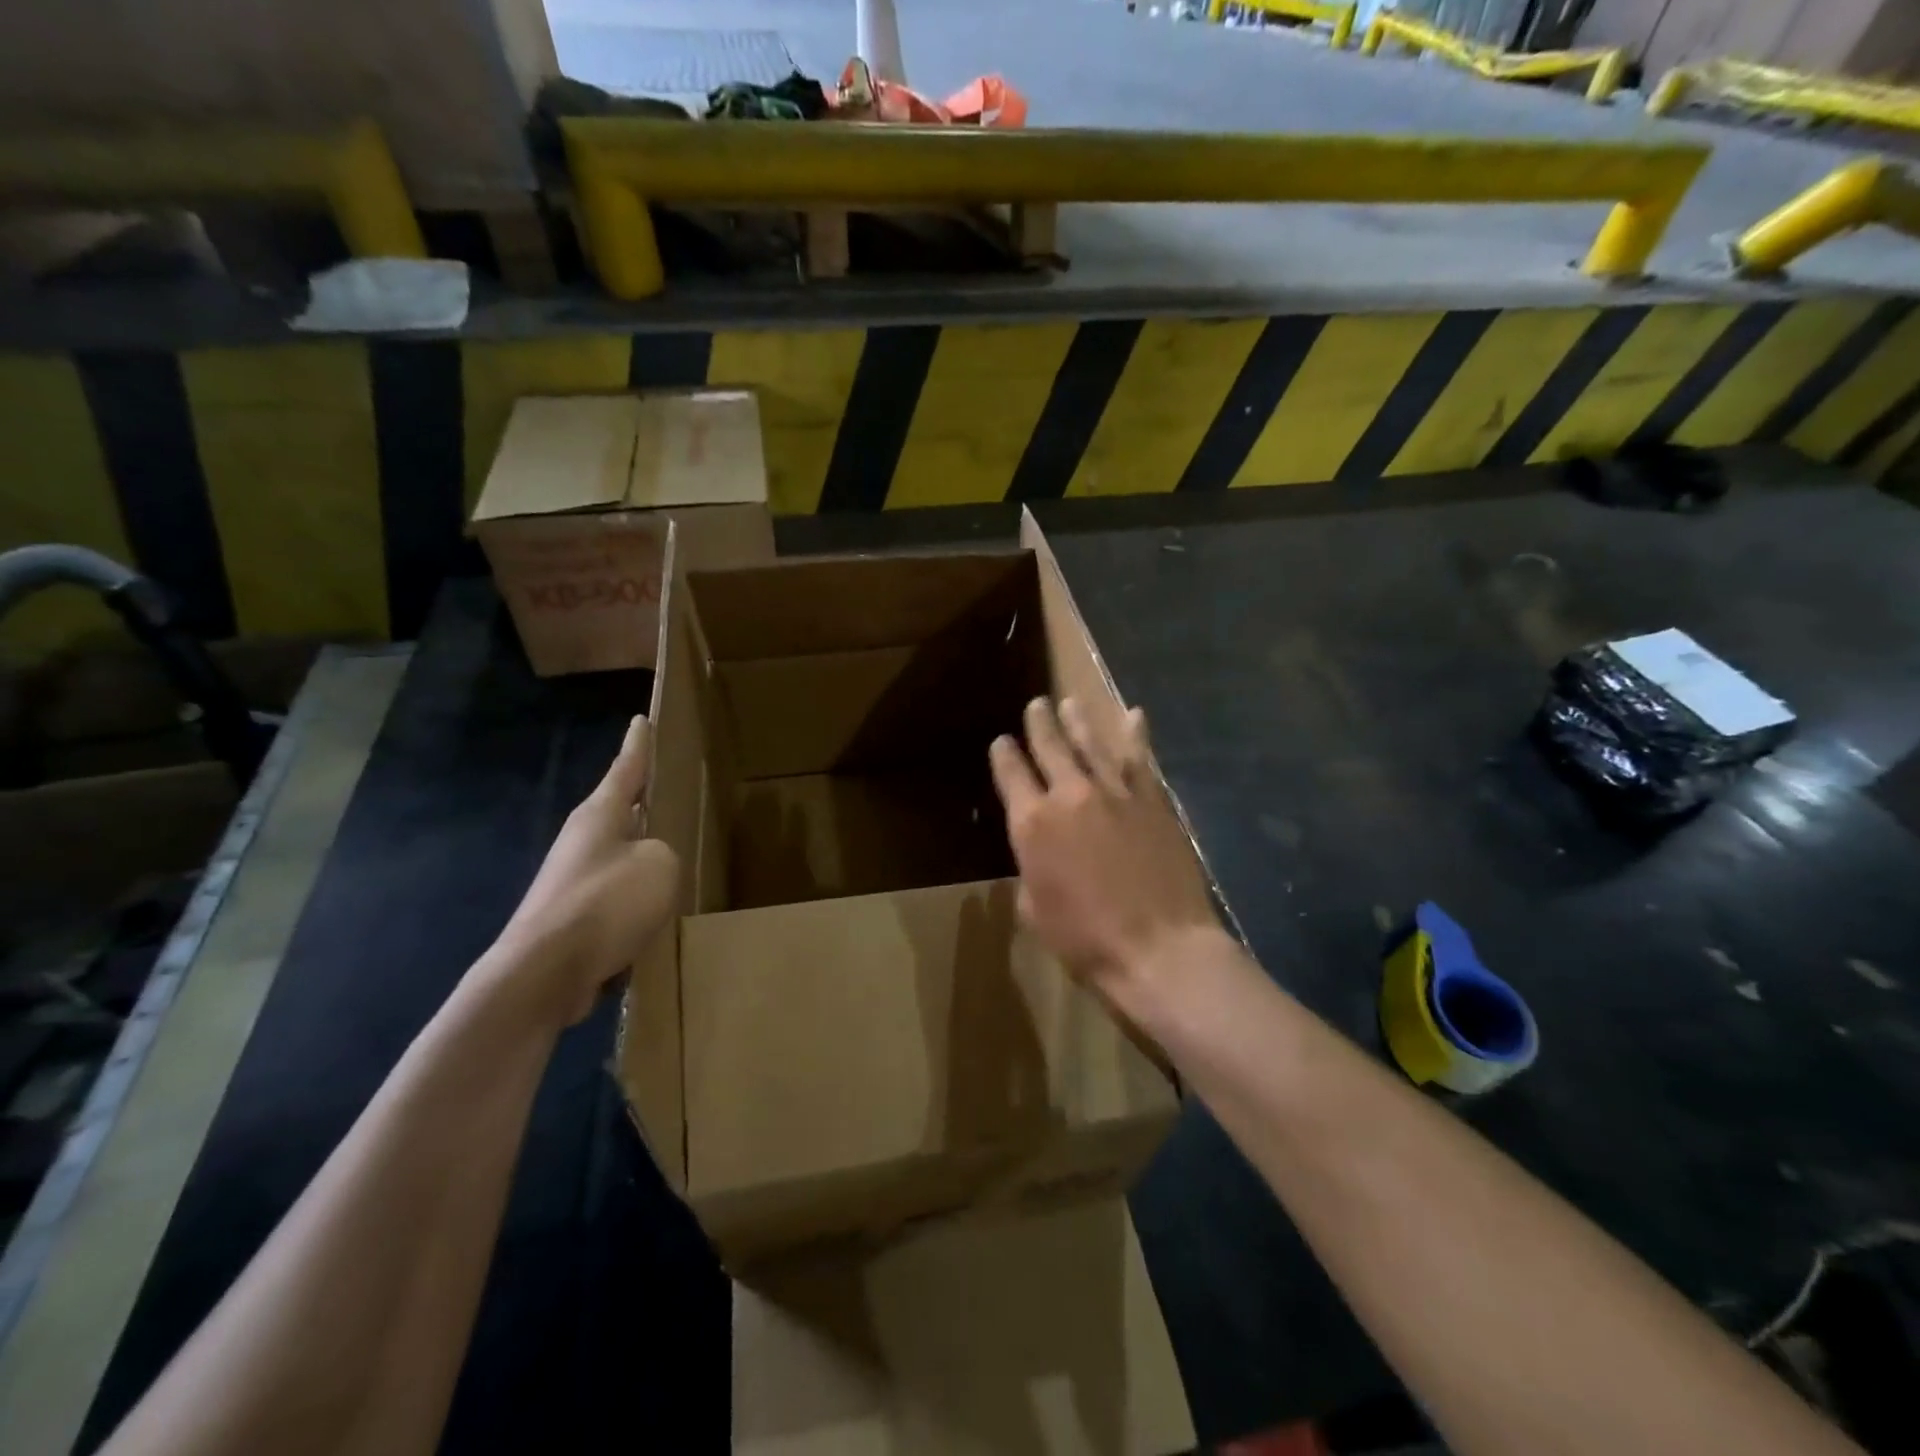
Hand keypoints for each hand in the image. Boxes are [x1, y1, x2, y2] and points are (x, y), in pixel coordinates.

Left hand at [498, 715, 679, 1025]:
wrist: (544, 973)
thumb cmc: (606, 903)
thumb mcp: (660, 864)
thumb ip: (665, 852)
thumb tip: (649, 865)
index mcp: (601, 814)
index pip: (626, 767)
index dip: (639, 744)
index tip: (643, 719)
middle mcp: (583, 840)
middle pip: (620, 811)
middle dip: (643, 802)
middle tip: (669, 789)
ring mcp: (573, 880)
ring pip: (620, 856)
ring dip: (643, 856)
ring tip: (674, 854)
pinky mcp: (573, 917)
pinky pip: (616, 897)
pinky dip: (636, 899)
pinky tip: (656, 912)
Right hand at [989, 698, 1220, 1019]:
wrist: (1158, 946)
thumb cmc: (1085, 939)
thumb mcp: (1034, 911)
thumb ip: (1031, 870)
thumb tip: (1040, 855)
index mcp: (1032, 823)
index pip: (1011, 774)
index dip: (1003, 754)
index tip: (1002, 742)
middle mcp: (1070, 795)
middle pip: (1050, 747)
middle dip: (1040, 724)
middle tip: (1037, 705)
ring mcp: (1115, 793)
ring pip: (1092, 744)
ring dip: (1079, 720)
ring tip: (1070, 702)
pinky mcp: (1152, 800)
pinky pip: (1141, 759)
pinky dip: (1136, 734)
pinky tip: (1134, 715)